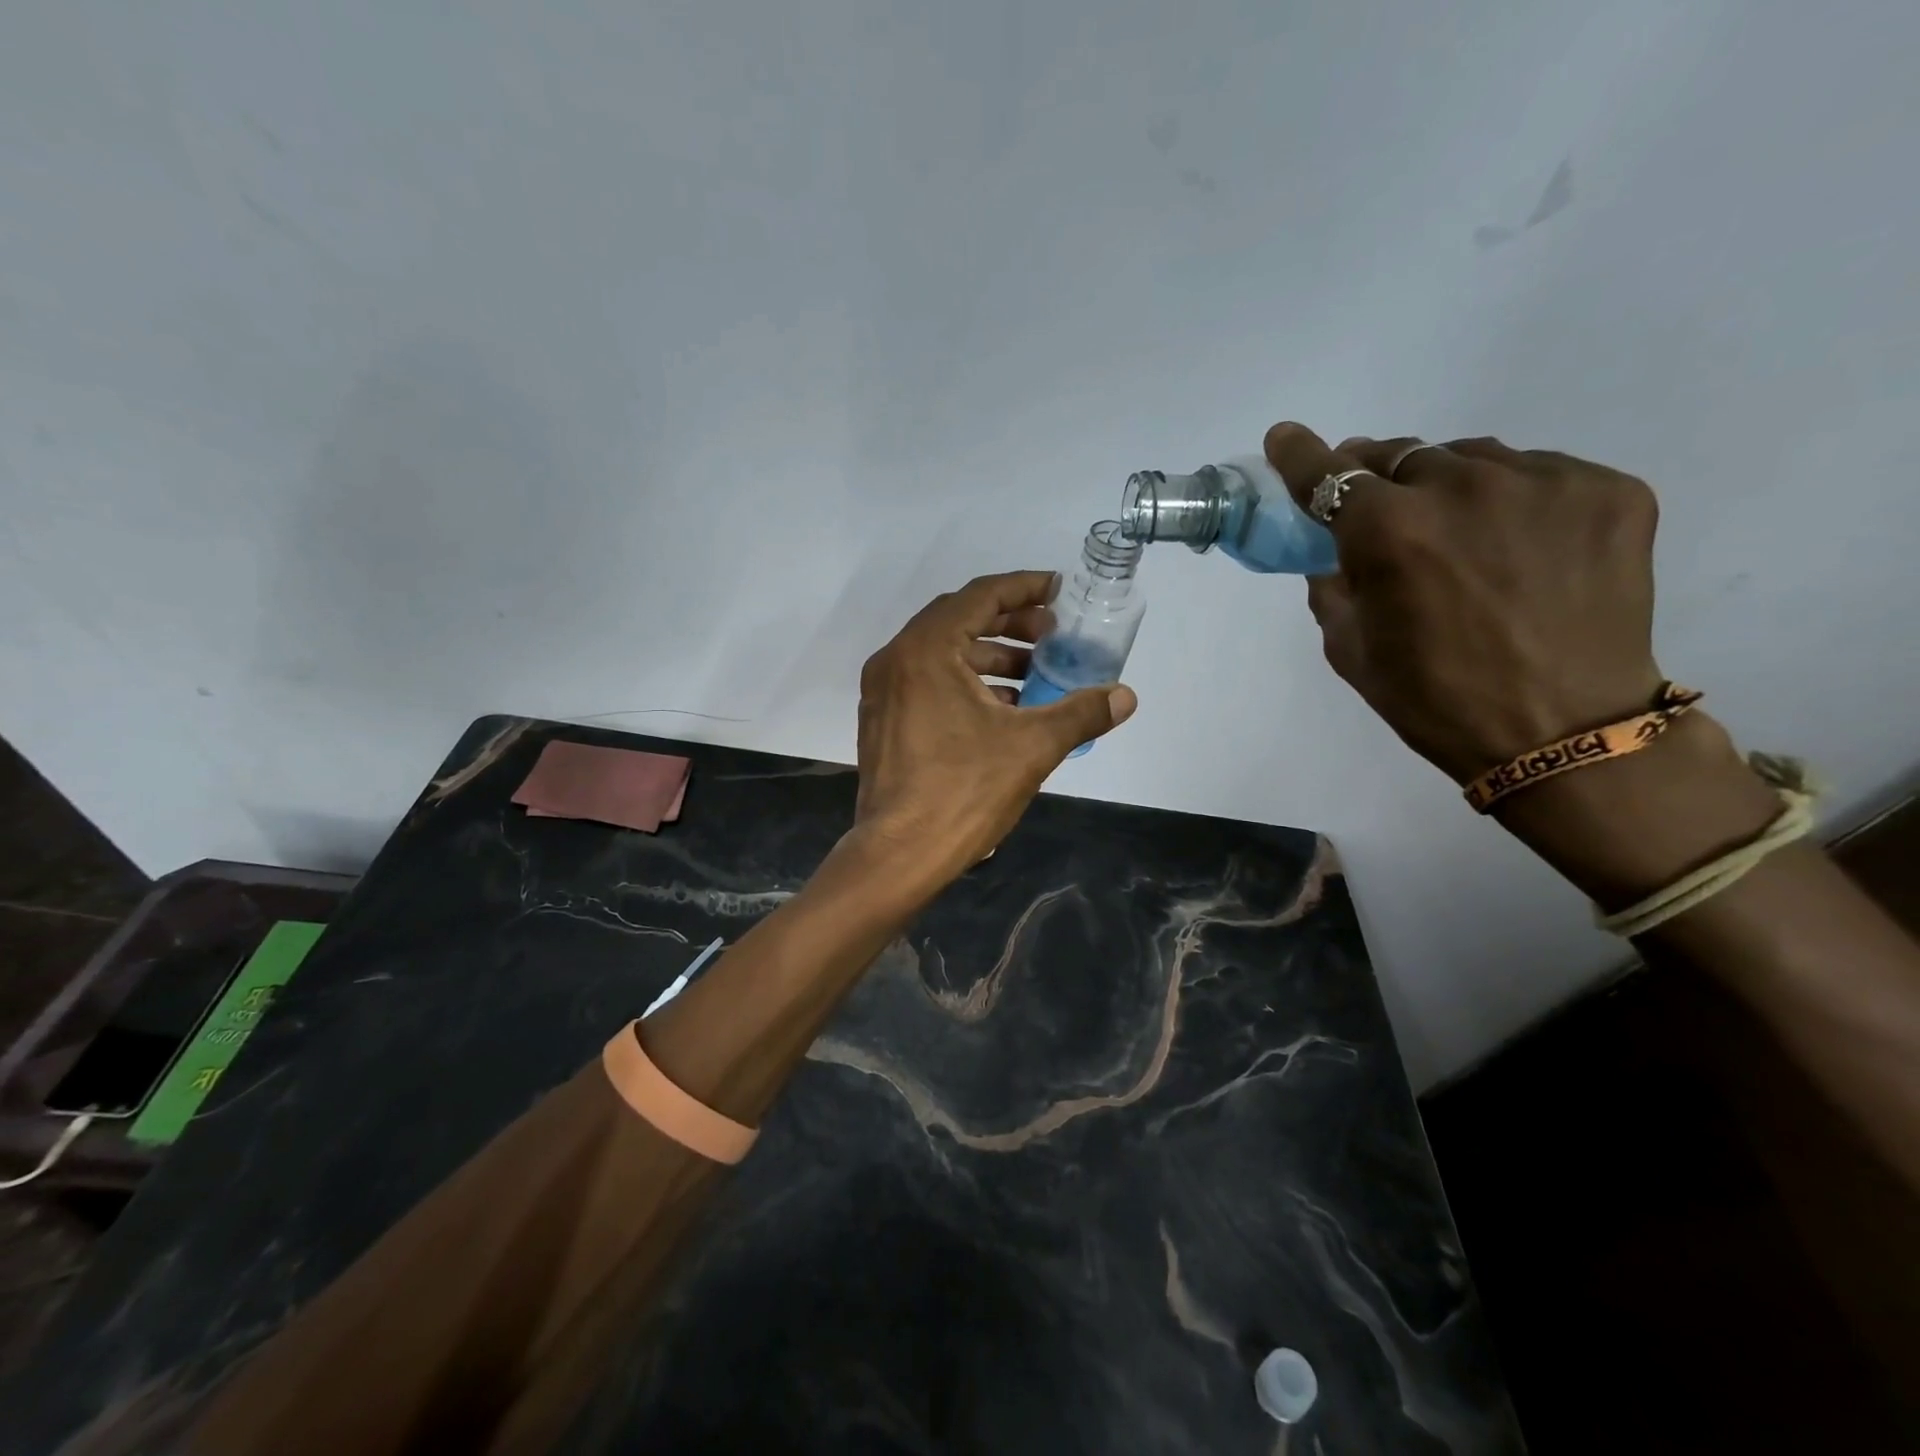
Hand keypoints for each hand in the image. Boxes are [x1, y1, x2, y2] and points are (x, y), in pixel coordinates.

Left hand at [850, 572, 1136, 883]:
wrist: (900, 855)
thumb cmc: (964, 791)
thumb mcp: (1032, 747)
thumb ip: (1081, 713)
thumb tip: (1126, 696)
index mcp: (926, 650)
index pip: (980, 596)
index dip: (1025, 588)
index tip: (1060, 592)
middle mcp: (896, 660)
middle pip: (960, 620)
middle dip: (1011, 623)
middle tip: (1052, 636)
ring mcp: (883, 692)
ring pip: (943, 654)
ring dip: (991, 657)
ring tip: (1036, 674)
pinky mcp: (883, 721)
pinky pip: (928, 682)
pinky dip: (967, 683)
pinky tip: (1004, 709)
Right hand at [1264, 423, 1778, 903]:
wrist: (1564, 732)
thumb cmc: (1435, 699)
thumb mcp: (1350, 648)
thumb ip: (1333, 584)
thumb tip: (1334, 549)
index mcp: (1388, 531)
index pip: (1327, 473)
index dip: (1299, 455)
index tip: (1285, 438)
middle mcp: (1462, 487)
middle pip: (1401, 455)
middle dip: (1378, 478)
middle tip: (1379, 508)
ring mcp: (1543, 481)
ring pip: (1472, 458)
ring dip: (1447, 485)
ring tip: (1459, 532)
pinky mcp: (1609, 490)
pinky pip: (1538, 474)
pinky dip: (1514, 499)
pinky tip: (1519, 545)